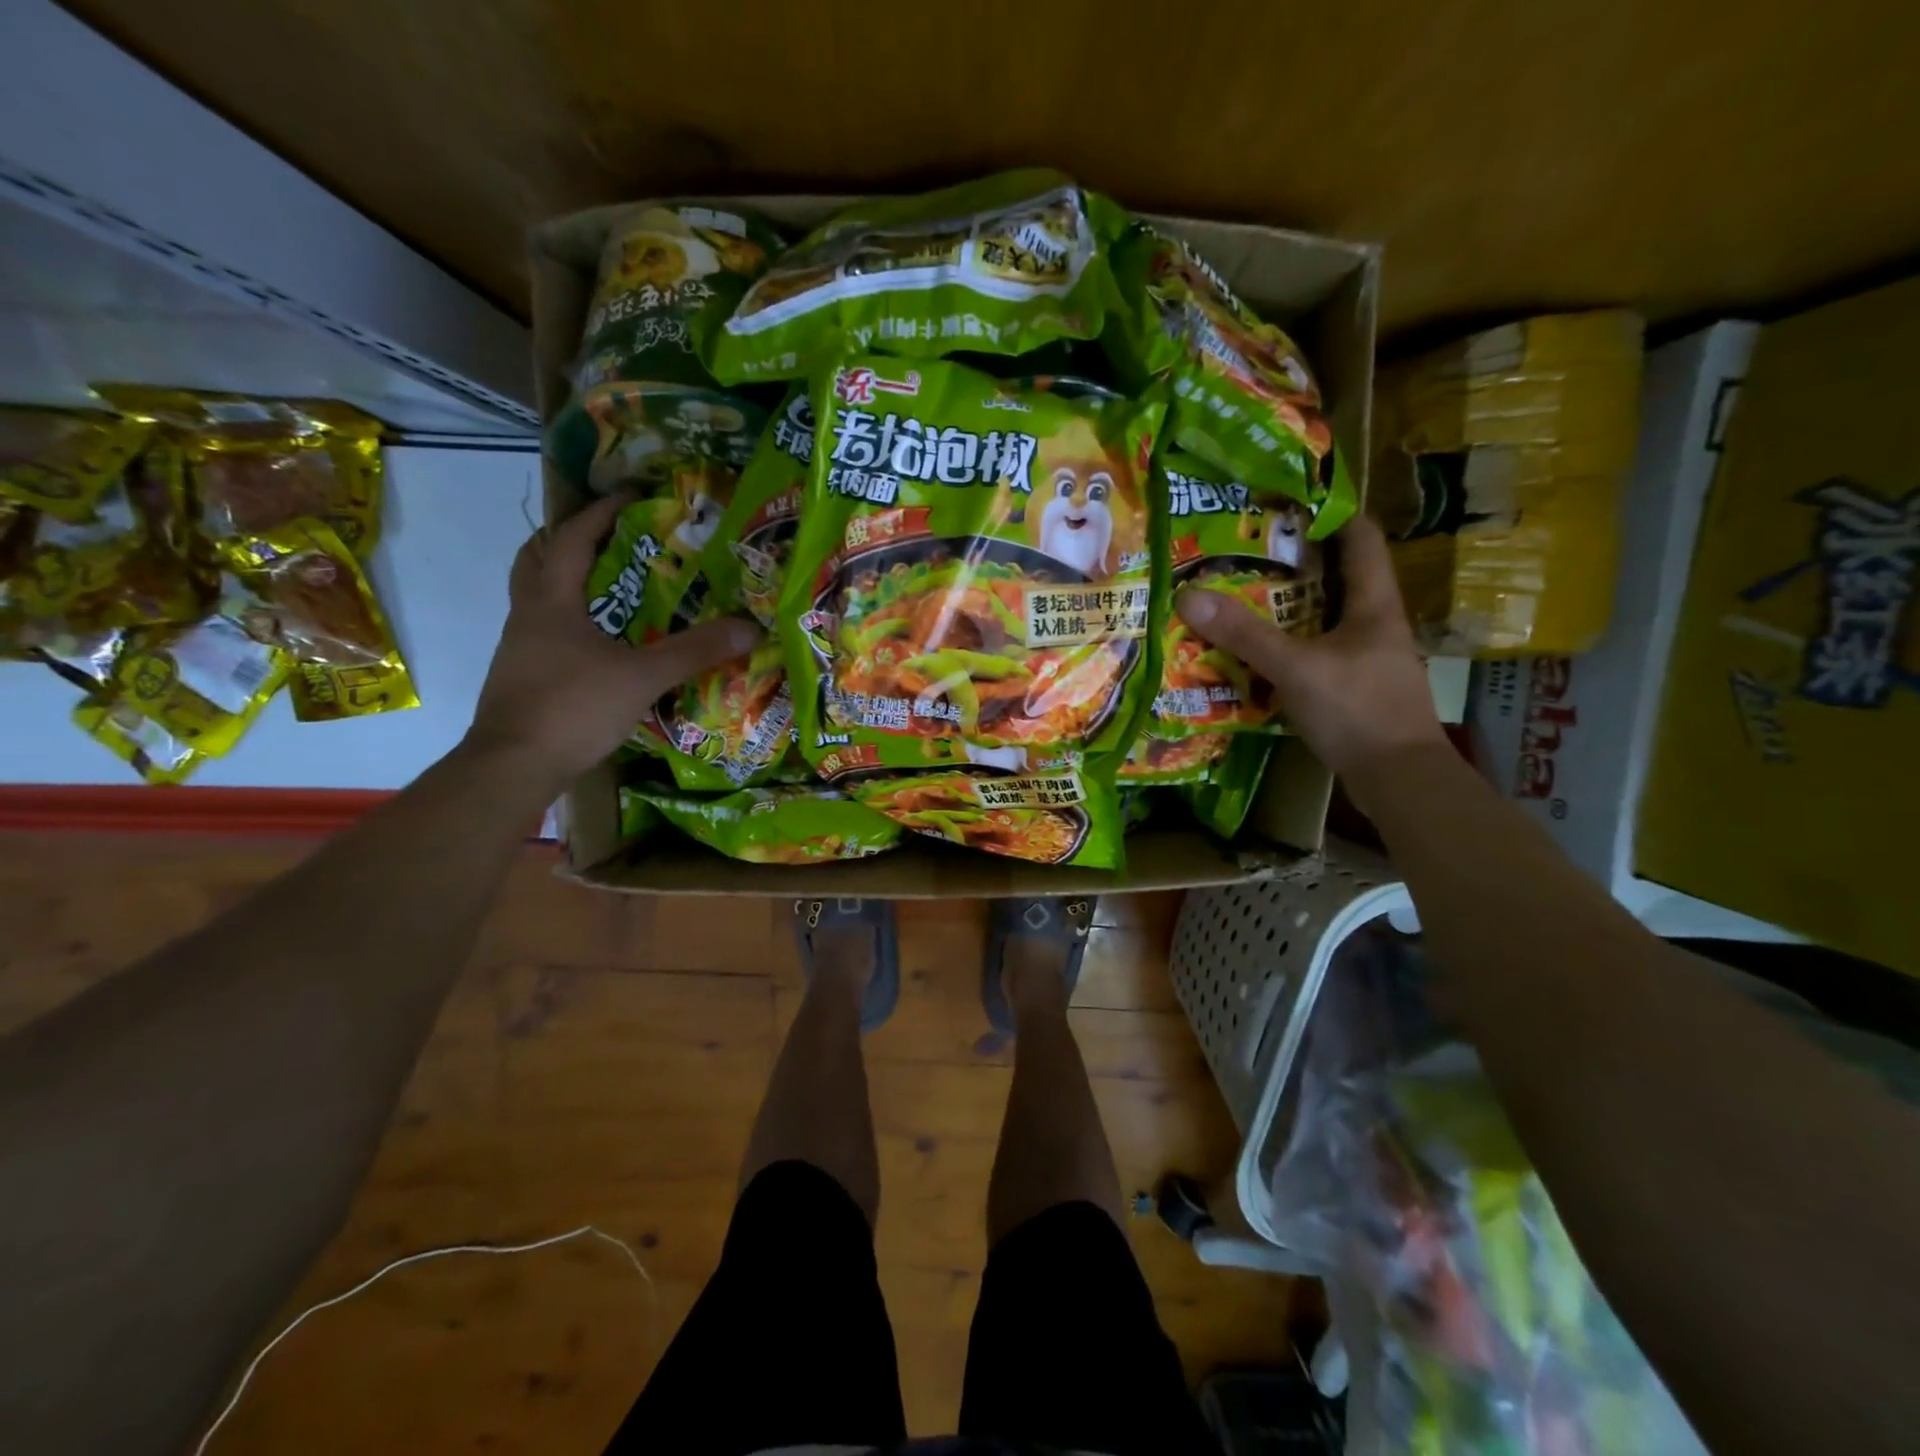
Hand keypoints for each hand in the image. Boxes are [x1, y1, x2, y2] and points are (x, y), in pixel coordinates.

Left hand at [466, 493, 760, 787]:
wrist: (513, 766)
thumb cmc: (573, 708)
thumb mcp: (642, 677)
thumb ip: (694, 651)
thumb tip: (750, 628)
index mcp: (551, 601)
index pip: (572, 538)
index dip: (601, 511)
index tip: (633, 495)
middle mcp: (527, 614)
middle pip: (538, 558)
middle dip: (572, 539)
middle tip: (611, 537)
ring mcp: (520, 647)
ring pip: (539, 596)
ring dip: (570, 580)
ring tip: (614, 586)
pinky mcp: (523, 675)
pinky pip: (547, 630)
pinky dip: (572, 620)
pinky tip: (602, 642)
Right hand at [1174, 511, 1444, 783]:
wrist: (1399, 779)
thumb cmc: (1357, 711)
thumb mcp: (1295, 668)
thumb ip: (1244, 634)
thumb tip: (1189, 596)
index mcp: (1374, 603)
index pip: (1361, 537)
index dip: (1330, 512)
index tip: (1285, 502)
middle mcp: (1375, 622)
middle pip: (1337, 575)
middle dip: (1294, 561)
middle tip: (1245, 551)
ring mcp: (1367, 656)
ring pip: (1325, 615)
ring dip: (1288, 605)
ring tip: (1242, 596)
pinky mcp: (1354, 686)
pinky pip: (1317, 650)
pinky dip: (1289, 643)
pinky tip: (1258, 651)